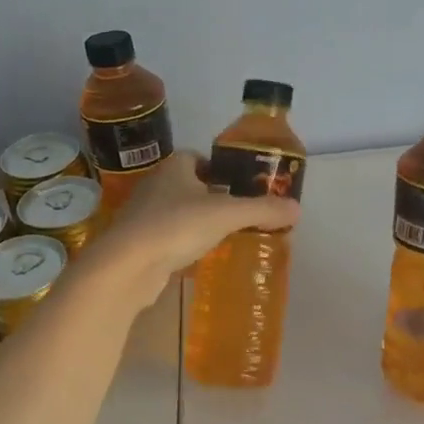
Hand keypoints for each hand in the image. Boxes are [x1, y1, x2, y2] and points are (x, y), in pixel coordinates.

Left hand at [88, 153, 300, 306]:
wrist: (126, 265)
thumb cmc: (176, 226)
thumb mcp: (227, 214)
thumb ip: (262, 210)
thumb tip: (297, 209)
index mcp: (174, 167)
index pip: (198, 158)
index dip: (219, 168)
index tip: (239, 185)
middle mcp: (155, 185)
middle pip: (188, 185)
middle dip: (211, 196)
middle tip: (238, 213)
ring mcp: (142, 214)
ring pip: (176, 212)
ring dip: (196, 221)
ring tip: (222, 236)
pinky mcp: (136, 243)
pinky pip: (166, 237)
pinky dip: (182, 243)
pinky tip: (198, 257)